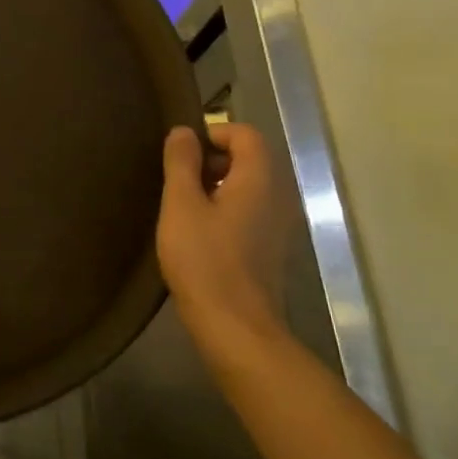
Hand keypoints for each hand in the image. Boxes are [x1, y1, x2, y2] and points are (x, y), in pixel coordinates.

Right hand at [157, 123, 287, 359]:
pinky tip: (199, 232)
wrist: (235, 326)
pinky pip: (251, 210)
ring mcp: (280, 224)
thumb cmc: (204, 259)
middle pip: (250, 158)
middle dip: (213, 159)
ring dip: (217, 186)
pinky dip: (227, 209)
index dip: (213, 133)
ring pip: (250, 186)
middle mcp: (279, 196)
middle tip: (178, 180)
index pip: (245, 134)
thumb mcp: (181, 204)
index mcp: (260, 179)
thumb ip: (181, 162)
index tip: (181, 154)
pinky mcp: (272, 248)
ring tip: (183, 206)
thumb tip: (184, 131)